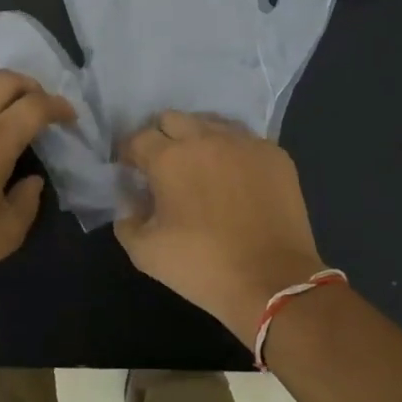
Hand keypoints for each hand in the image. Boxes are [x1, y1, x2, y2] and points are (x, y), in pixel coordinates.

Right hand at [115, 111, 327, 340]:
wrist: (273, 282)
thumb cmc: (203, 266)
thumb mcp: (145, 253)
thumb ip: (127, 220)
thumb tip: (132, 202)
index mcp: (169, 158)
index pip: (138, 138)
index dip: (129, 153)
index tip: (130, 170)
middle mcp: (206, 138)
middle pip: (173, 119)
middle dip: (161, 138)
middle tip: (164, 166)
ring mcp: (245, 143)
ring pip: (211, 123)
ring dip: (198, 139)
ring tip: (201, 168)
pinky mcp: (275, 154)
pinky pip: (245, 140)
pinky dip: (232, 153)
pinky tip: (235, 178)